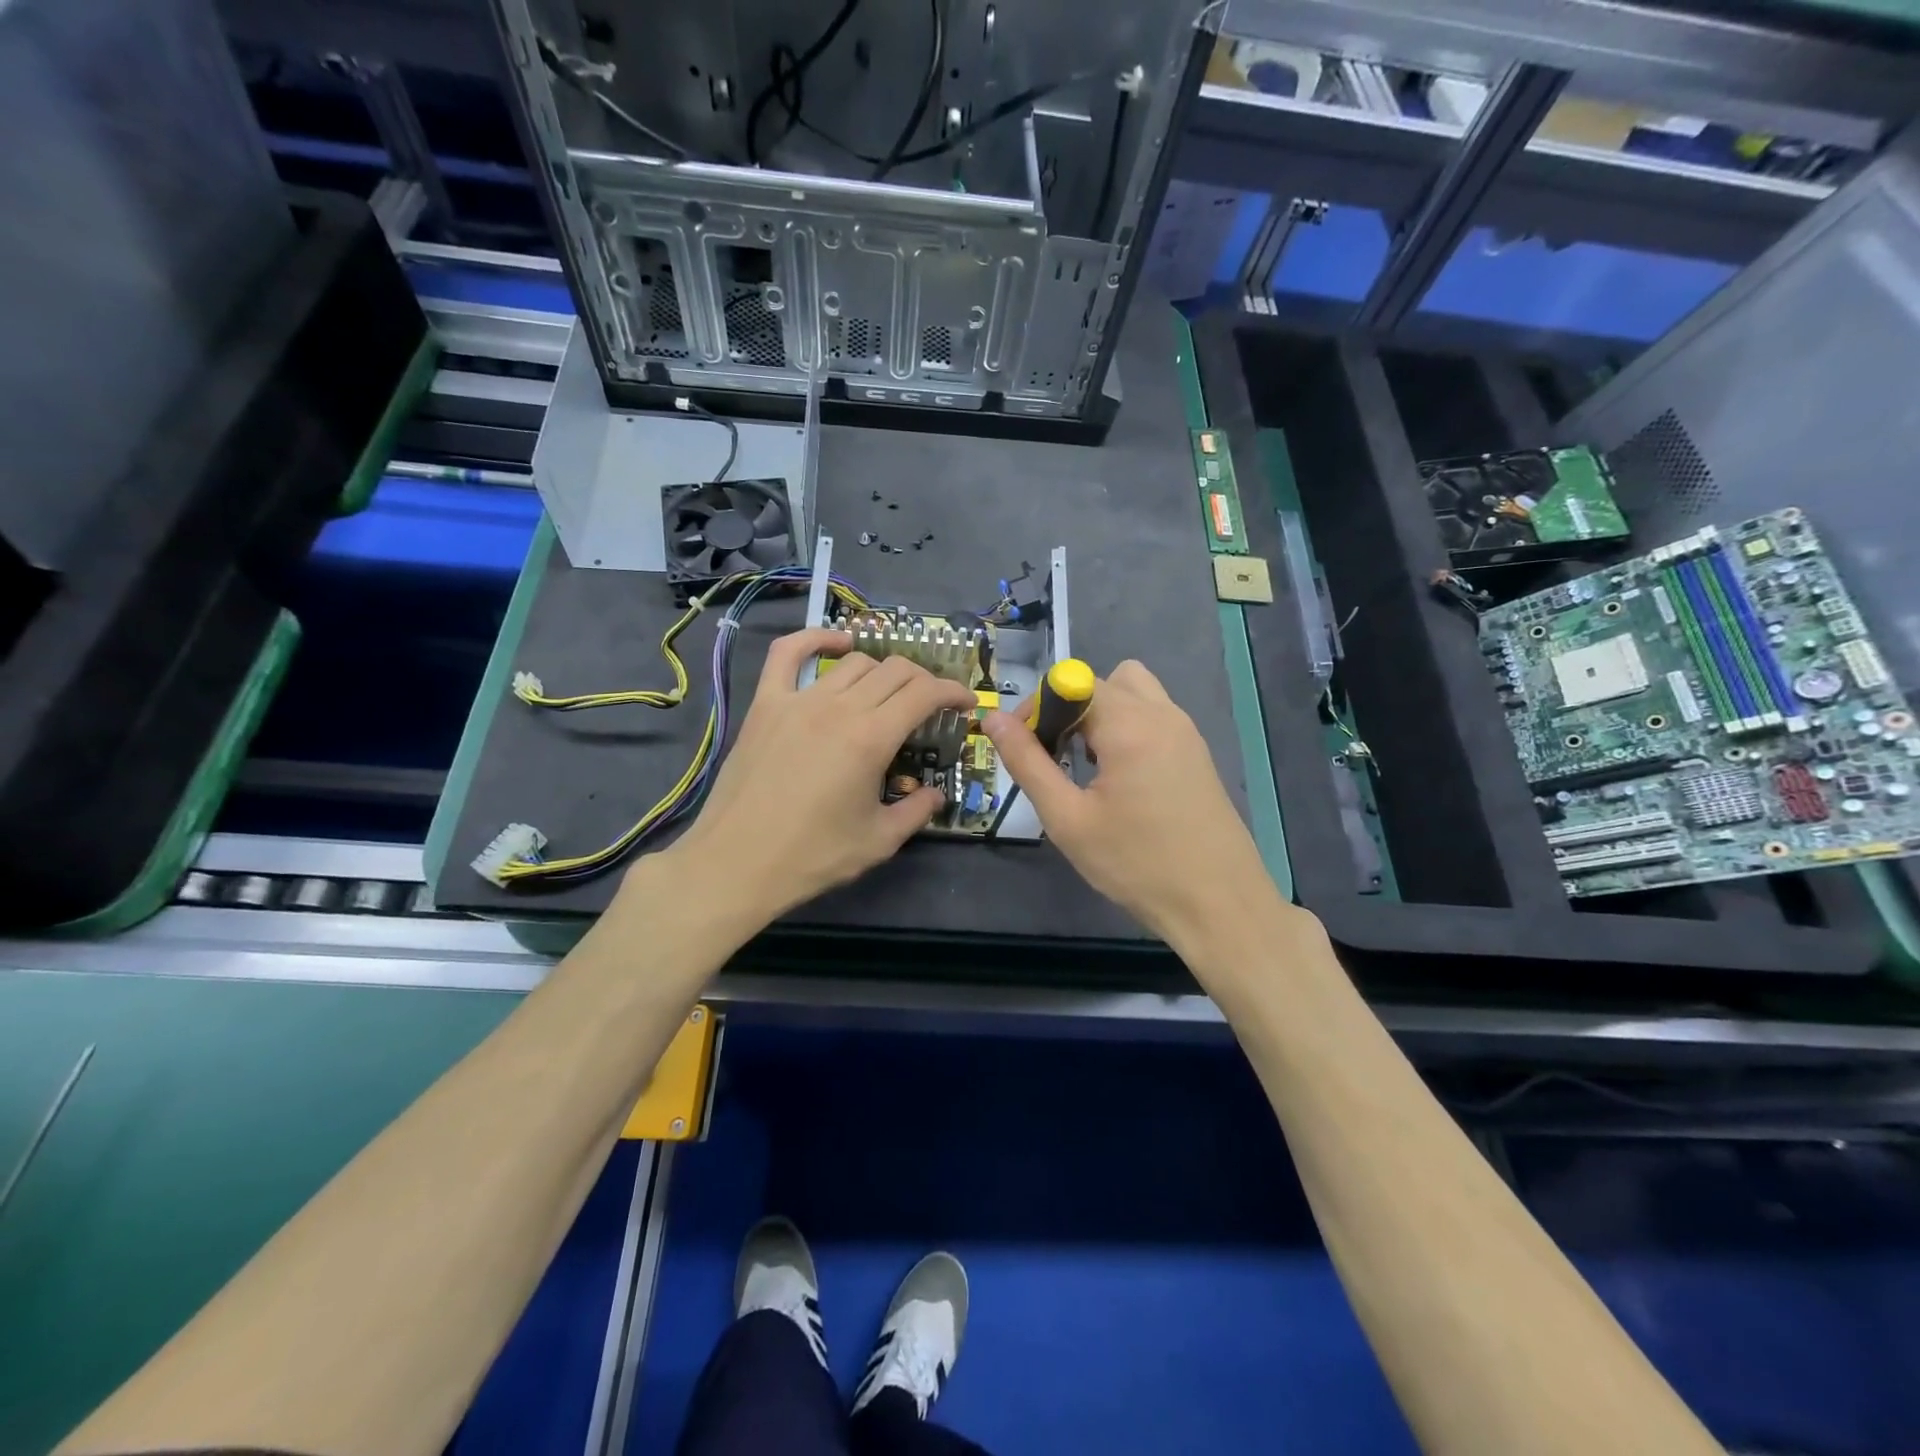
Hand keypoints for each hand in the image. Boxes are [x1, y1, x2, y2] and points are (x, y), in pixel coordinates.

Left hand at [657, 627, 975, 927]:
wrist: (736, 863)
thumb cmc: (812, 856)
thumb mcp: (879, 842)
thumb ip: (917, 812)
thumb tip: (935, 795)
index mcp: (871, 738)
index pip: (925, 693)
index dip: (953, 692)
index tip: (965, 704)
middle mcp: (839, 708)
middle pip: (895, 671)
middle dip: (924, 681)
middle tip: (931, 706)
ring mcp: (798, 700)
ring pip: (854, 663)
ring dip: (882, 672)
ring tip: (888, 694)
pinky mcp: (766, 704)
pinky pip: (788, 653)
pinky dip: (815, 639)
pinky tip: (836, 644)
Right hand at [983, 660, 1286, 951]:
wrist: (1219, 905)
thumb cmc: (1137, 864)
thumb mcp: (1068, 819)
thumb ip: (1027, 763)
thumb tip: (993, 719)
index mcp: (1130, 725)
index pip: (1072, 682)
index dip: (1039, 707)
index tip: (1023, 747)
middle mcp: (1163, 714)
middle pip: (1104, 681)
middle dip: (1069, 707)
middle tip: (1052, 757)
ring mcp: (1186, 732)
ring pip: (1134, 692)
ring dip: (1102, 713)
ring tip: (1086, 765)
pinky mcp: (1197, 753)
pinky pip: (1154, 716)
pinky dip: (1127, 728)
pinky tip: (1119, 780)